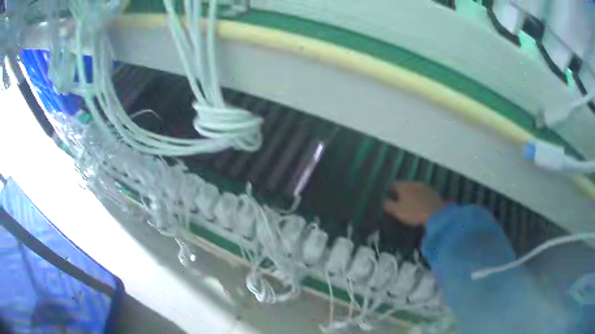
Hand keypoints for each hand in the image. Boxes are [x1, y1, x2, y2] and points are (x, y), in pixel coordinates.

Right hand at [383, 182, 445, 225]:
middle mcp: (414, 183)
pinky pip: (424, 193)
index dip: (390, 189)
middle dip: (402, 190)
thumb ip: (389, 205)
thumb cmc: (414, 212)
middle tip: (399, 198)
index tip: (389, 194)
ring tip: (411, 201)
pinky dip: (421, 196)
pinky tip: (421, 203)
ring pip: (415, 188)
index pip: (394, 184)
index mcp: (404, 186)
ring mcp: (425, 187)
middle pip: (406, 185)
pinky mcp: (433, 192)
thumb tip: (384, 201)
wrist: (436, 214)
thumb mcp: (397, 211)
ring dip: (412, 193)